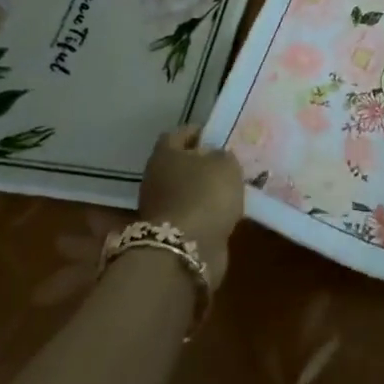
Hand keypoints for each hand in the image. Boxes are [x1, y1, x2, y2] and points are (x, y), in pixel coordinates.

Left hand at [135, 128, 245, 288]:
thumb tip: (216, 158)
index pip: (179, 134)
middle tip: (225, 165)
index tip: (217, 137)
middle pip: (178, 164)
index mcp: (165, 153)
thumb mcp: (226, 165)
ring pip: (183, 191)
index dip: (198, 133)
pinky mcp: (167, 234)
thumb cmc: (205, 195)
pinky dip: (202, 214)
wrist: (186, 250)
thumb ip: (223, 156)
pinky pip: (189, 215)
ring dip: (201, 192)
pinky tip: (222, 215)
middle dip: (200, 164)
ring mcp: (158, 208)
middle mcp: (155, 178)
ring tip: (228, 192)